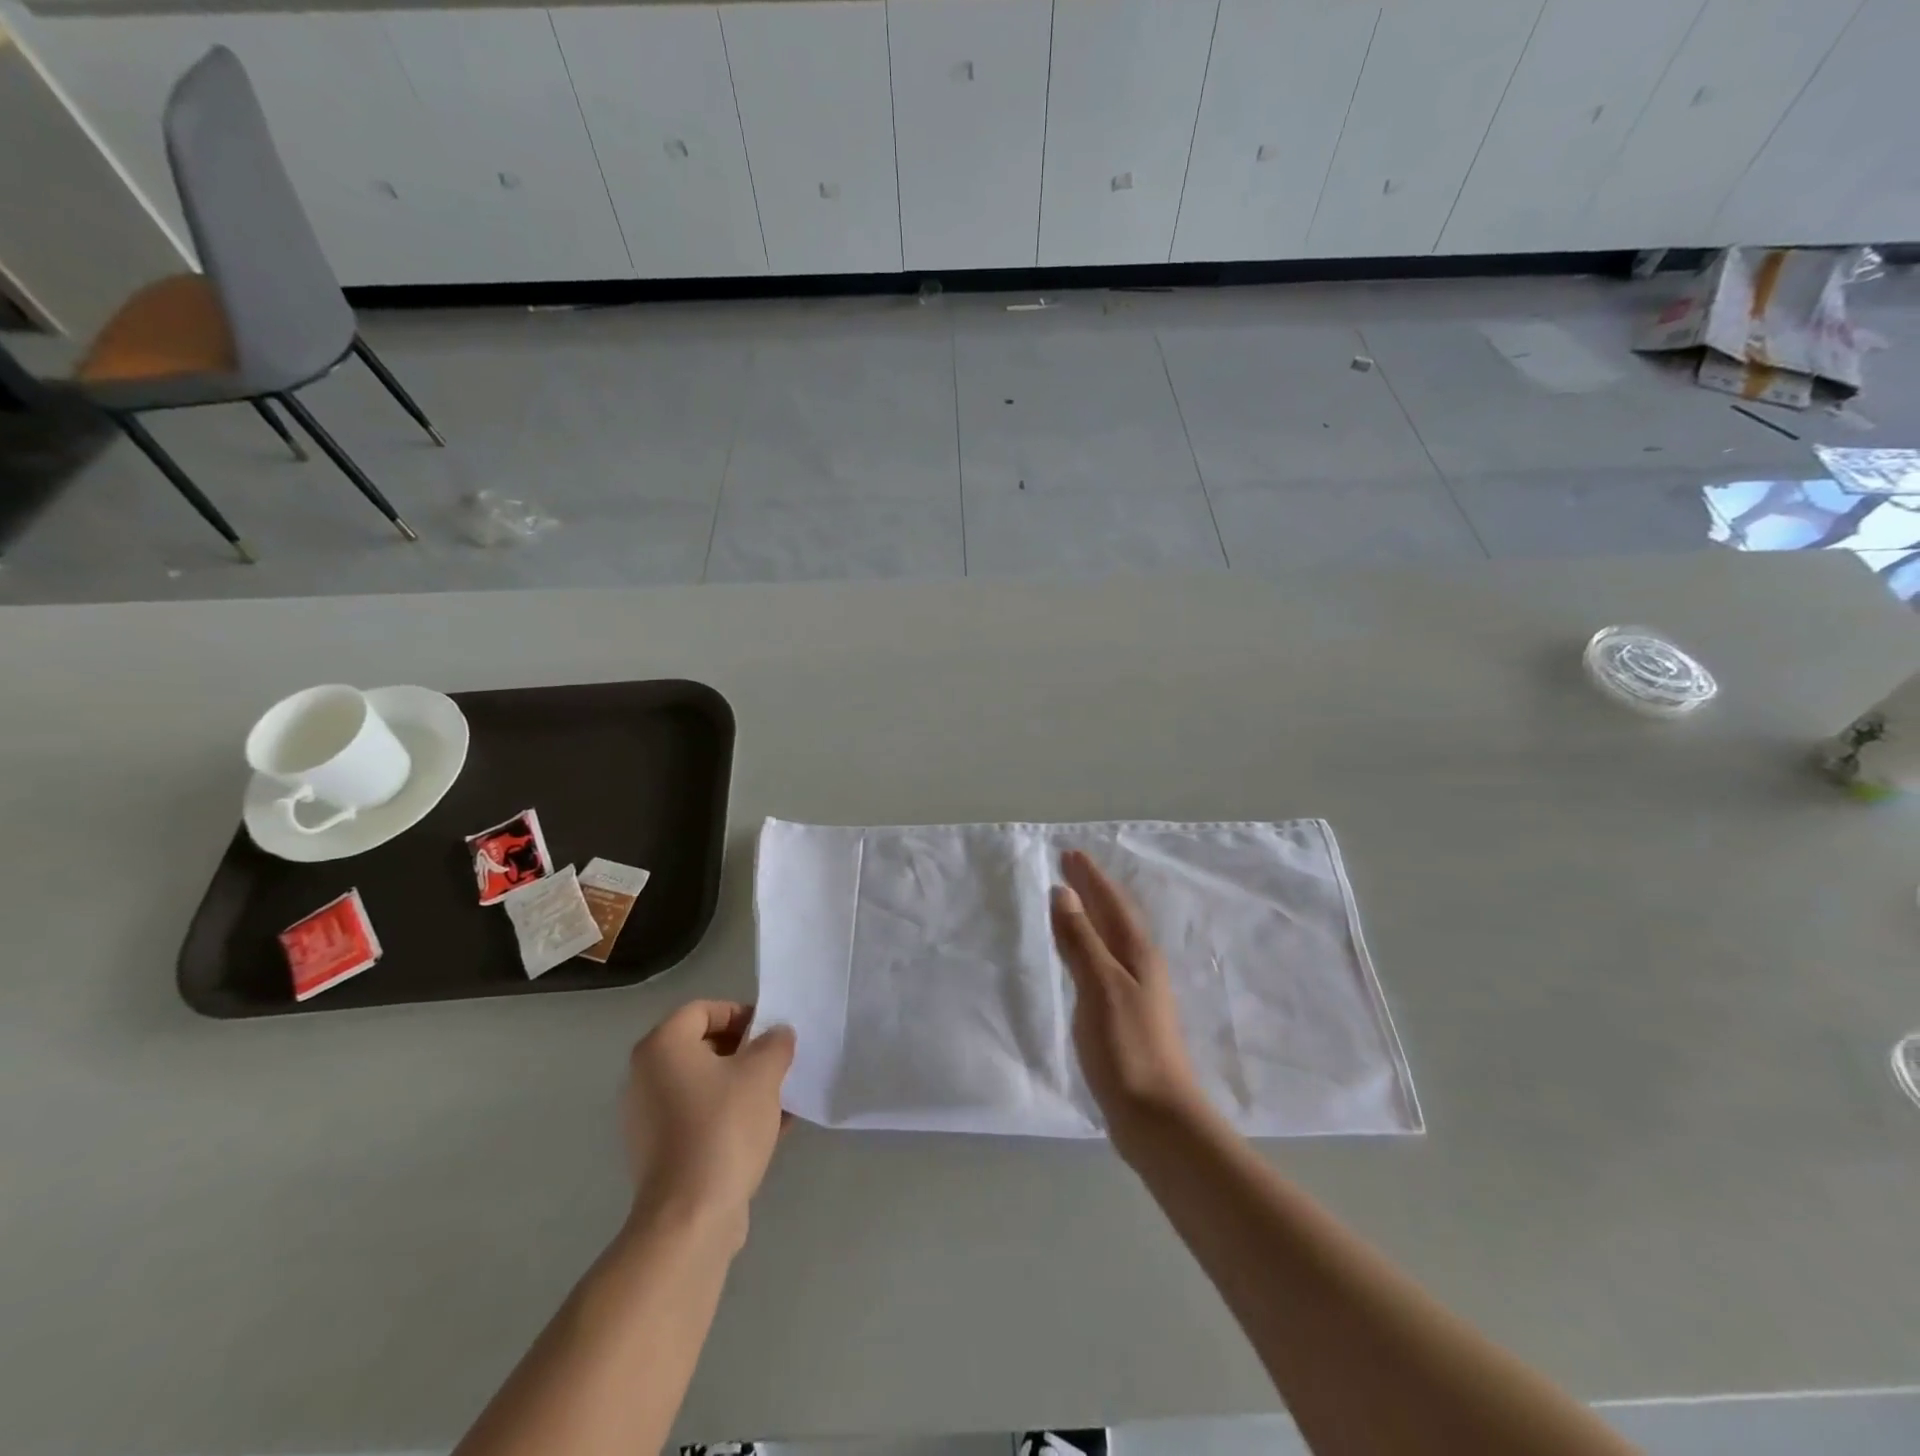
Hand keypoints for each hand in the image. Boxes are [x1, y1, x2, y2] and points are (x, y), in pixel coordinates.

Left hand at [623, 1001, 795, 1244]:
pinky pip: (699, 1118)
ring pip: (704, 1086)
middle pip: (703, 1047)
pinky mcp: (659, 1153)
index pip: (703, 1010)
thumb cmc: (724, 1127)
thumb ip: (775, 1043)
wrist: (691, 1217)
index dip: (741, 1014)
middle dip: (745, 1052)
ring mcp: (648, 1118)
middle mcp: (646, 1076)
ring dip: (741, 1086)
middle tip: (777, 1064)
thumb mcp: (763, 1072)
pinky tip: (770, 1129)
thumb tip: (777, 1035)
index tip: (771, 1034)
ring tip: (780, 1098)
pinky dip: (730, 1116)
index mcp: (662, 1046)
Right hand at [1050, 851, 1206, 1150]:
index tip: (1070, 852)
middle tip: (1070, 867)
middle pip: (1116, 916)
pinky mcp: (1128, 1016)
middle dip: (1094, 889)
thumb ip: (1082, 940)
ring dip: (1094, 916)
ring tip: (1075, 902)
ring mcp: (1137, 992)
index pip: (1112, 903)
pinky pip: (1107, 962)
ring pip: (1113, 939)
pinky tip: (1084, 957)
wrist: (1157, 1117)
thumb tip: (1065, 893)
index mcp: (1137, 953)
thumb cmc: (1127, 1047)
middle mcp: (1141, 966)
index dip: (1091, 877)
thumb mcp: (1100, 986)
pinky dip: (1092, 946)